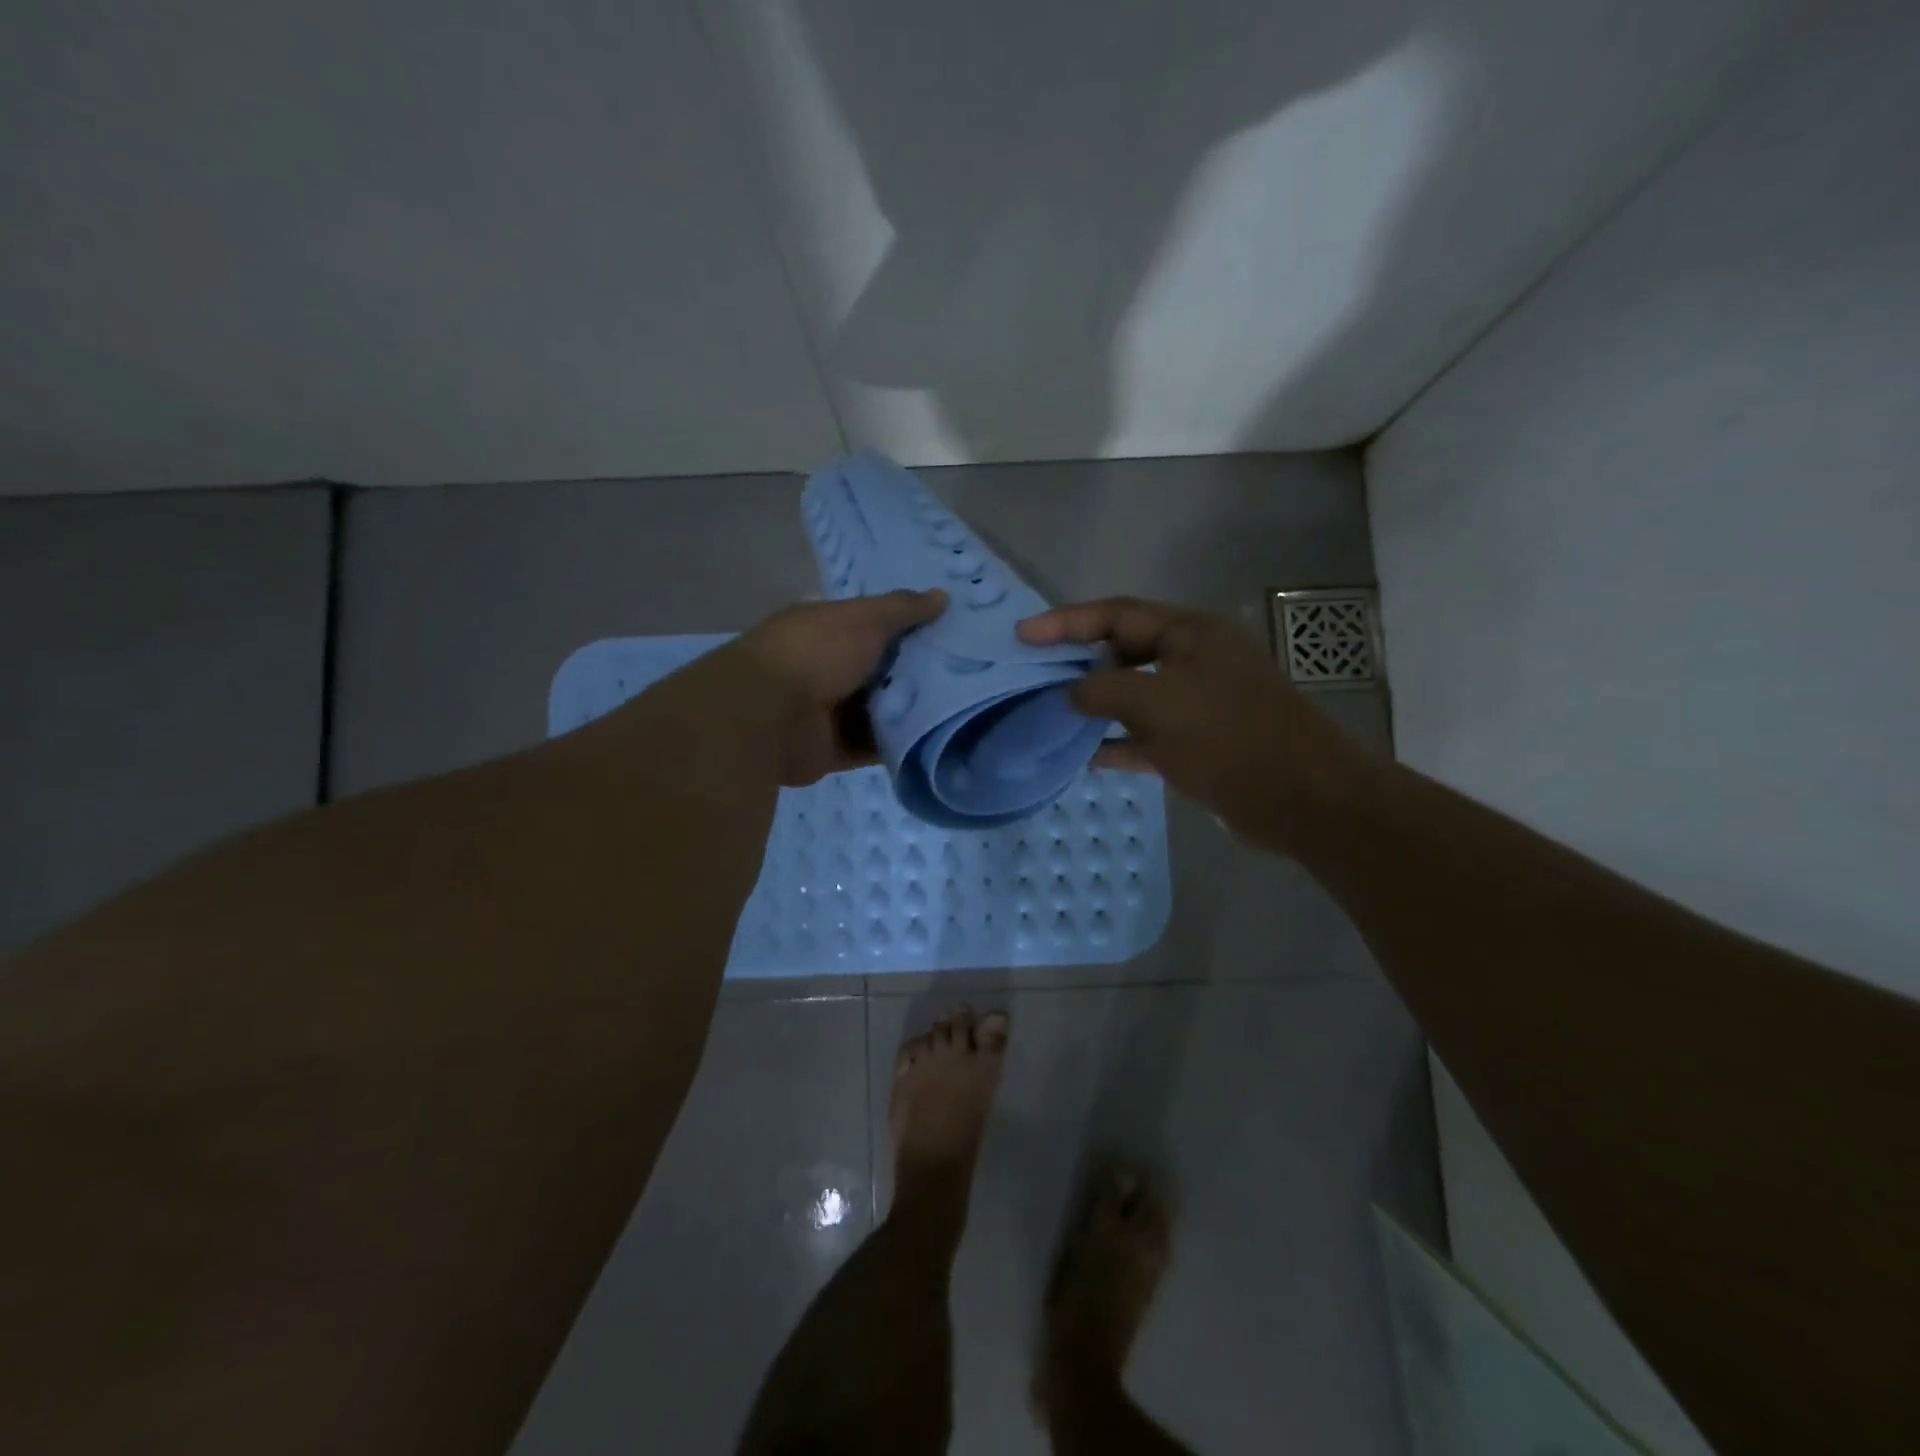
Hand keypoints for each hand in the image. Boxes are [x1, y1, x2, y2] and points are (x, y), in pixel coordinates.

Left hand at [730, 589, 947, 785]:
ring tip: (958, 710)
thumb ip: (903, 609)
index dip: (908, 627)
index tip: (949, 633)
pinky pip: (872, 747)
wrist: (768, 716)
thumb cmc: (816, 654)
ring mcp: (826, 712)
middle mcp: (824, 668)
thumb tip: (942, 596)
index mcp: (824, 630)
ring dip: (909, 711)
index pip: (872, 625)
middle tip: (965, 674)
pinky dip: (896, 745)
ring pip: (878, 711)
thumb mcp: (864, 619)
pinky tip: (933, 741)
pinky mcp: (831, 749)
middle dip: (915, 672)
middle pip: (878, 670)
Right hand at [1018, 596, 1366, 851]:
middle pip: (1122, 650)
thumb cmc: (1229, 738)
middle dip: (1078, 660)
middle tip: (1033, 673)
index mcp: (1189, 634)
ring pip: (1132, 694)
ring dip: (1094, 702)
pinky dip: (1116, 741)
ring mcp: (1195, 703)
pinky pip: (1144, 734)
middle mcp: (1192, 661)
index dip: (1066, 621)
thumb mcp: (1158, 704)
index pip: (1116, 614)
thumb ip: (1104, 690)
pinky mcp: (1197, 742)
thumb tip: (1071, 692)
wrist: (1302, 800)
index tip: (1023, 634)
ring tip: (1049, 711)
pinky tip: (1083, 755)